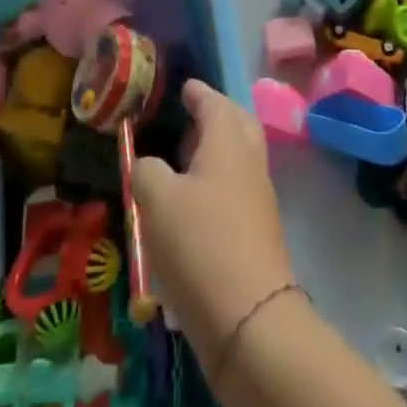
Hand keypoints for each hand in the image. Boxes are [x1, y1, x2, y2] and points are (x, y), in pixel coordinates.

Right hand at [133, 80, 294, 355]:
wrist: (250, 319)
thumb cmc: (200, 244)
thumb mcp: (157, 201)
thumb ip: (147, 171)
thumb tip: (148, 164)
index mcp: (228, 140)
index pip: (214, 102)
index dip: (197, 92)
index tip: (184, 87)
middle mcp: (249, 160)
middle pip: (237, 124)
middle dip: (217, 114)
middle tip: (190, 115)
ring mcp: (259, 197)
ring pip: (240, 157)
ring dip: (218, 149)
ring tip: (186, 157)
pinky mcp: (259, 230)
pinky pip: (239, 187)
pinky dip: (220, 180)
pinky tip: (195, 200)